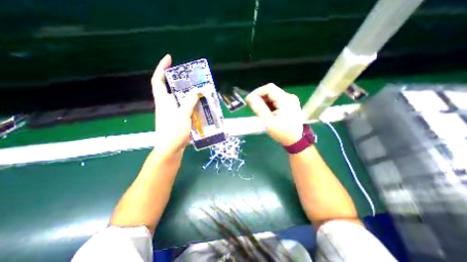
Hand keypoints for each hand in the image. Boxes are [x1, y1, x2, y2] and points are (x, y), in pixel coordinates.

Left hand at [151, 54, 197, 155]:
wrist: (171, 148)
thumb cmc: (174, 131)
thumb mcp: (183, 115)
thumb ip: (189, 102)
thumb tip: (196, 91)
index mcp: (163, 101)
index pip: (158, 80)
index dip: (161, 68)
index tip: (169, 59)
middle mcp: (166, 104)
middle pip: (170, 88)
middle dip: (179, 80)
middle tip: (191, 77)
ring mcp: (172, 111)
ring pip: (179, 98)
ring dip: (187, 93)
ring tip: (198, 89)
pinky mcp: (177, 117)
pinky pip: (184, 106)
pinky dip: (191, 103)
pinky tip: (199, 104)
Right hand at [246, 83, 305, 146]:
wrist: (295, 141)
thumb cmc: (282, 133)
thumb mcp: (268, 122)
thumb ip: (259, 109)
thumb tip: (249, 97)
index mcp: (286, 100)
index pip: (269, 88)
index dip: (257, 92)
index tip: (249, 100)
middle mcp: (290, 97)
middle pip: (271, 91)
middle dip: (260, 98)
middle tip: (254, 108)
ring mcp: (291, 100)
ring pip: (273, 95)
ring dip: (265, 101)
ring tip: (261, 112)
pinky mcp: (290, 104)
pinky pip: (277, 100)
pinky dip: (270, 104)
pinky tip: (268, 112)